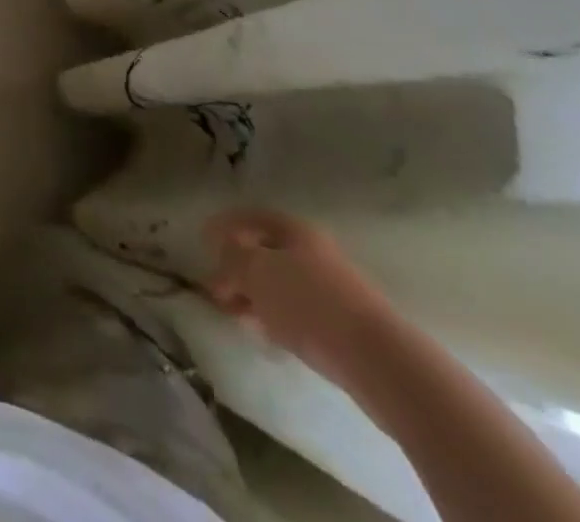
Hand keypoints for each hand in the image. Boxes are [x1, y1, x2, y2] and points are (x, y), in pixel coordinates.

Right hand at [201, 208, 396, 382]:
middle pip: (265, 252)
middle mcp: (313, 252)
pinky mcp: (340, 325)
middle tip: (214, 287)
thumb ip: (231, 258)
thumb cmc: (309, 303)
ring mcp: (330, 289)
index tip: (202, 241)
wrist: (377, 360)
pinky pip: (296, 311)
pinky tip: (264, 332)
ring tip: (233, 314)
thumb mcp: (256, 272)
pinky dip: (275, 316)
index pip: (250, 218)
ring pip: (280, 284)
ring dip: (254, 295)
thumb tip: (220, 252)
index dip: (224, 226)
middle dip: (237, 268)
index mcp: (294, 230)